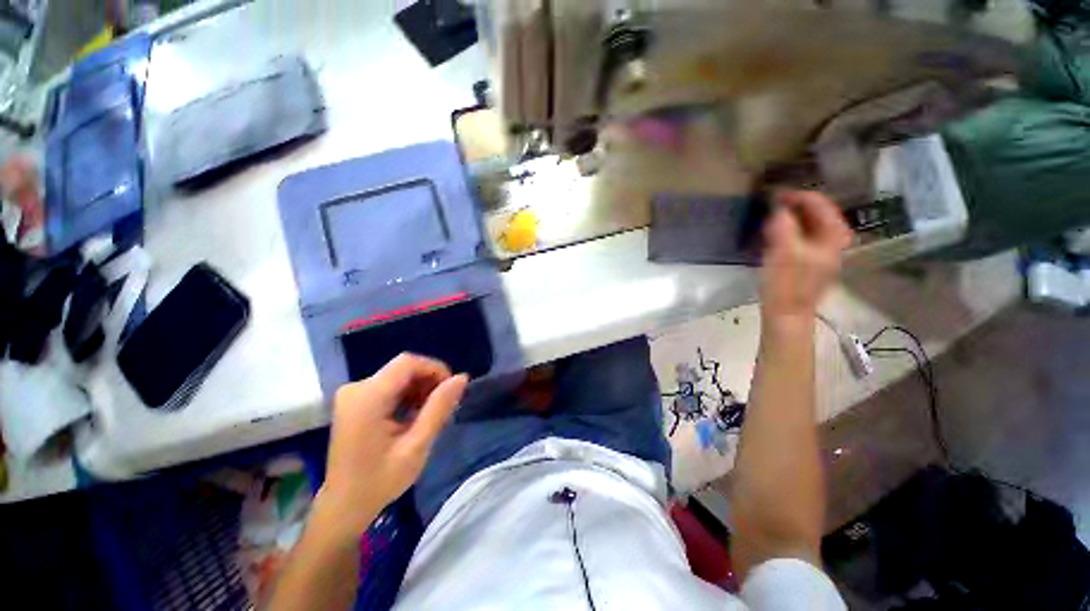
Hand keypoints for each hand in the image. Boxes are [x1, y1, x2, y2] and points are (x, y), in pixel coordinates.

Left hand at [318, 354, 467, 535]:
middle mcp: (356, 388)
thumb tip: (462, 377)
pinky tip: (413, 416)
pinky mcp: (355, 401)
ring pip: (398, 376)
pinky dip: (406, 395)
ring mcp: (353, 394)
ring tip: (428, 414)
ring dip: (419, 389)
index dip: (434, 369)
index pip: (408, 363)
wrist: (344, 506)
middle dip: (428, 382)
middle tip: (443, 406)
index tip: (450, 390)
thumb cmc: (380, 481)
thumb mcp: (416, 446)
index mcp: (367, 398)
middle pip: (403, 368)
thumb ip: (439, 408)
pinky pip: (389, 386)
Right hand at [760, 190, 852, 323]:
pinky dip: (786, 232)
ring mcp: (822, 251)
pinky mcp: (809, 260)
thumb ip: (783, 224)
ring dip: (787, 219)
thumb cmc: (786, 283)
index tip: (772, 194)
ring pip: (805, 225)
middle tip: (768, 206)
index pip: (819, 202)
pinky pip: (799, 237)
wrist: (786, 313)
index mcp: (834, 235)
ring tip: (767, 218)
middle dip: (791, 207)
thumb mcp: (783, 250)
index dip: (795, 195)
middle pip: (814, 212)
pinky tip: (771, 236)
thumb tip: (777, 206)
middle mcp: (834, 239)